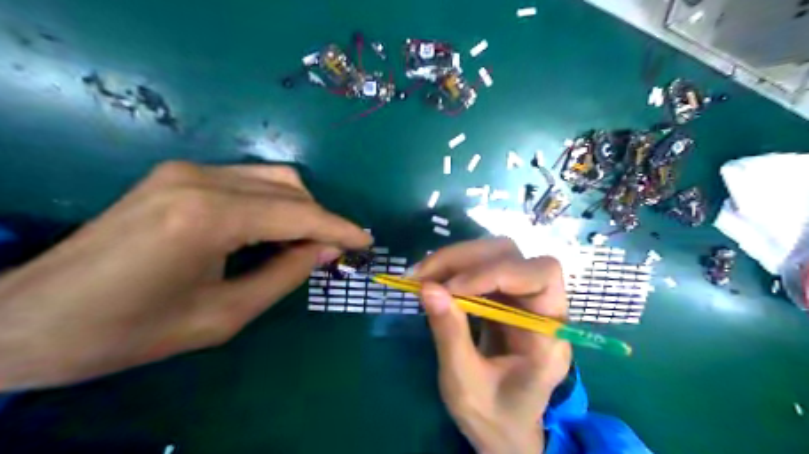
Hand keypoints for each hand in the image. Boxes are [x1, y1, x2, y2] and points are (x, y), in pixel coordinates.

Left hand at [0, 161, 370, 388]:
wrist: (33, 319)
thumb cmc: (131, 331)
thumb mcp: (224, 316)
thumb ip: (285, 275)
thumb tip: (327, 249)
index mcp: (210, 217)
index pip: (299, 213)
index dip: (340, 228)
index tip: (367, 241)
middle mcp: (200, 179)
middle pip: (290, 187)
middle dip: (321, 218)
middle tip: (332, 252)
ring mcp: (185, 170)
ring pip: (271, 178)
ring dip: (298, 208)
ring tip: (304, 243)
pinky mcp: (176, 174)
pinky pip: (246, 181)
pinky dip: (271, 203)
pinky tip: (269, 231)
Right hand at [413, 237, 570, 453]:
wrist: (504, 428)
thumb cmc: (494, 415)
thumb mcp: (465, 383)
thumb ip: (450, 334)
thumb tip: (428, 287)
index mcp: (550, 335)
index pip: (541, 276)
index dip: (496, 272)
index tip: (450, 287)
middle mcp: (542, 307)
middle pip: (513, 255)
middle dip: (466, 259)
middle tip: (423, 274)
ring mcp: (521, 298)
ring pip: (494, 255)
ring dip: (455, 260)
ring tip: (420, 275)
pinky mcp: (502, 297)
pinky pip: (479, 269)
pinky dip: (452, 269)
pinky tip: (431, 280)